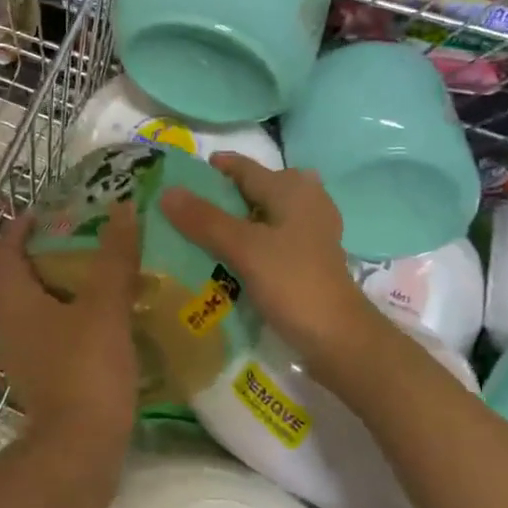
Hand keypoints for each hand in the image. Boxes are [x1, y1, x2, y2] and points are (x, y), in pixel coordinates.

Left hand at [0, 204, 139, 452]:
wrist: (78, 452)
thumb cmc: (86, 371)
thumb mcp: (105, 306)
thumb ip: (114, 257)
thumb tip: (122, 207)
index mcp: (12, 301)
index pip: (1, 252)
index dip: (16, 227)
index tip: (43, 212)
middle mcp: (6, 324)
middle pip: (5, 277)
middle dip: (28, 252)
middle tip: (64, 235)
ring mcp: (20, 354)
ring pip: (23, 305)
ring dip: (45, 282)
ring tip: (84, 267)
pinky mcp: (39, 376)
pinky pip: (40, 329)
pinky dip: (58, 312)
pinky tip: (93, 312)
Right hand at [160, 155, 398, 394]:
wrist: (339, 339)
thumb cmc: (293, 283)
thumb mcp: (244, 248)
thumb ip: (205, 219)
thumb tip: (167, 191)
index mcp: (291, 189)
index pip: (243, 167)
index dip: (211, 170)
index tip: (177, 179)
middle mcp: (304, 201)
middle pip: (253, 190)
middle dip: (220, 198)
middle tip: (183, 211)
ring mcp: (309, 231)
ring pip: (261, 216)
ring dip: (233, 223)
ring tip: (198, 236)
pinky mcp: (308, 258)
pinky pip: (270, 239)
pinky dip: (248, 243)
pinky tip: (228, 260)